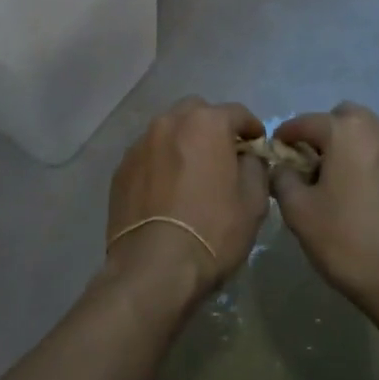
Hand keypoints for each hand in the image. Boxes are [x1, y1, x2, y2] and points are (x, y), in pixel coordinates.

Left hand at [106, 97, 268, 304]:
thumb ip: (255, 167)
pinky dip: (160, 163)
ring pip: (168, 131)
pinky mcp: (121, 168)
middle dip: (212, 127)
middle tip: (222, 154)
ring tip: (191, 172)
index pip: (236, 112)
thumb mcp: (253, 202)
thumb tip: (248, 158)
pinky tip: (166, 190)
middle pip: (196, 112)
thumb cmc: (213, 231)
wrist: (154, 267)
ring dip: (183, 142)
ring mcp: (140, 144)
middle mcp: (169, 123)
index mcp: (205, 123)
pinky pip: (148, 155)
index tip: (258, 145)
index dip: (252, 128)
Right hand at [271, 102, 378, 311]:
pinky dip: (376, 165)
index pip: (307, 122)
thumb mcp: (298, 211)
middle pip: (345, 118)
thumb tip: (283, 168)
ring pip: (372, 135)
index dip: (286, 134)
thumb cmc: (347, 242)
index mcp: (347, 132)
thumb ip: (282, 178)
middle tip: (312, 163)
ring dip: (353, 147)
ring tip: (341, 181)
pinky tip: (369, 198)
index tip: (276, 150)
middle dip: (325, 133)